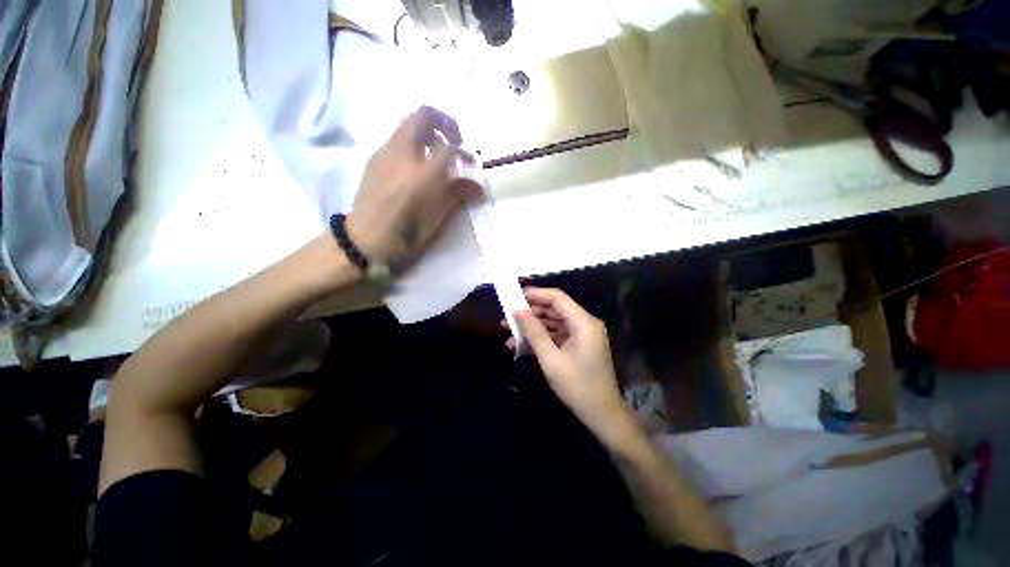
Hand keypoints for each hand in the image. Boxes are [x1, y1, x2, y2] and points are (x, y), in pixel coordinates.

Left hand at [346, 106, 482, 266]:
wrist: (367, 240)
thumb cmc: (408, 233)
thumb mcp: (438, 216)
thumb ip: (459, 194)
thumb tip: (478, 188)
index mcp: (424, 172)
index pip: (449, 148)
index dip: (464, 153)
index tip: (470, 164)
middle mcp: (403, 153)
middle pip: (424, 116)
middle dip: (444, 123)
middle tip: (453, 142)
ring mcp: (385, 153)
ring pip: (408, 125)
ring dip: (427, 133)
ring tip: (435, 157)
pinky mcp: (374, 159)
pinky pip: (397, 140)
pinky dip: (412, 145)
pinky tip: (415, 168)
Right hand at [510, 288, 632, 439]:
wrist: (602, 414)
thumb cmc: (577, 386)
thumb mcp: (551, 359)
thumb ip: (534, 332)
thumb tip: (517, 311)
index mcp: (583, 323)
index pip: (557, 298)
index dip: (536, 294)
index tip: (515, 296)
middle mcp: (584, 324)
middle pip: (554, 309)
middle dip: (530, 313)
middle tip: (508, 317)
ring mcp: (582, 335)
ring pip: (553, 323)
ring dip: (533, 327)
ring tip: (509, 332)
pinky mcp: (578, 345)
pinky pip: (557, 335)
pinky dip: (541, 338)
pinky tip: (521, 345)